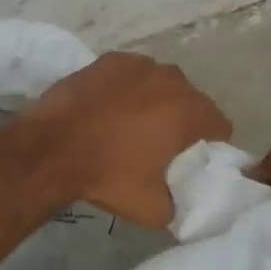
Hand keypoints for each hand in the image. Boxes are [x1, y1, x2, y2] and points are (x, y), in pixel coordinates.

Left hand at [14, 52, 232, 227]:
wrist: (50, 148)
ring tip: (132, 126)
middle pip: (191, 102)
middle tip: (161, 146)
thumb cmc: (108, 175)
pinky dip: (128, 89)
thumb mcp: (153, 209)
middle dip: (183, 121)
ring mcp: (139, 65)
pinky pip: (132, 75)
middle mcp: (172, 79)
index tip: (191, 160)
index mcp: (190, 111)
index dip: (211, 145)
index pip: (220, 125)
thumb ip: (179, 203)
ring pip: (161, 85)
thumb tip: (181, 200)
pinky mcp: (110, 60)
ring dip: (155, 102)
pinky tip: (109, 109)